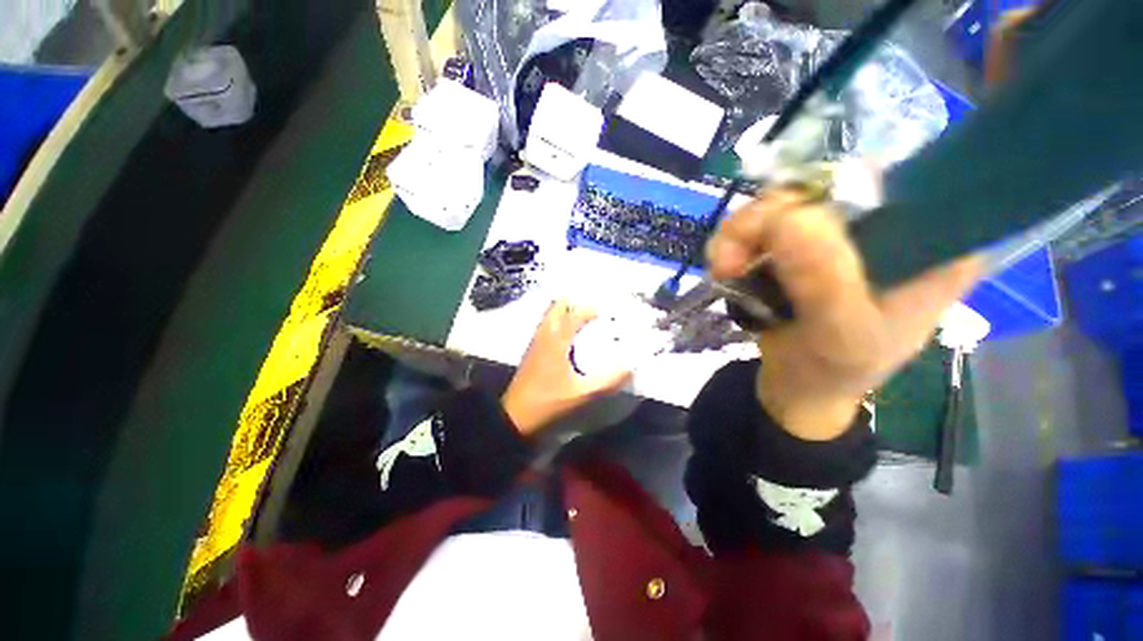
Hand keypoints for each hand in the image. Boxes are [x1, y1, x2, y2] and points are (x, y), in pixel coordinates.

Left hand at [502, 301, 633, 435]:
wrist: (515, 416)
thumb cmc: (549, 402)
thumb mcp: (582, 394)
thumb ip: (608, 381)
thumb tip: (630, 368)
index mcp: (556, 341)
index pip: (574, 315)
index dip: (589, 310)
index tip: (604, 312)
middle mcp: (544, 336)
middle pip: (556, 308)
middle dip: (573, 303)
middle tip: (591, 310)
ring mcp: (535, 342)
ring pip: (549, 316)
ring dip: (564, 311)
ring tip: (581, 318)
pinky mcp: (532, 351)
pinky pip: (545, 327)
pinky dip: (557, 322)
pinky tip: (567, 336)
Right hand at [707, 189, 983, 440]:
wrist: (797, 390)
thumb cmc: (832, 372)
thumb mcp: (839, 336)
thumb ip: (824, 282)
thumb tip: (790, 216)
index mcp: (931, 247)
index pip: (891, 183)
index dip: (830, 190)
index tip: (780, 229)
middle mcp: (890, 229)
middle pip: (824, 187)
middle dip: (766, 219)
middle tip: (730, 259)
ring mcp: (840, 235)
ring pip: (784, 203)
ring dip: (741, 233)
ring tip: (722, 269)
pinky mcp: (802, 246)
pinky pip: (763, 223)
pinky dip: (735, 241)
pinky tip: (725, 268)